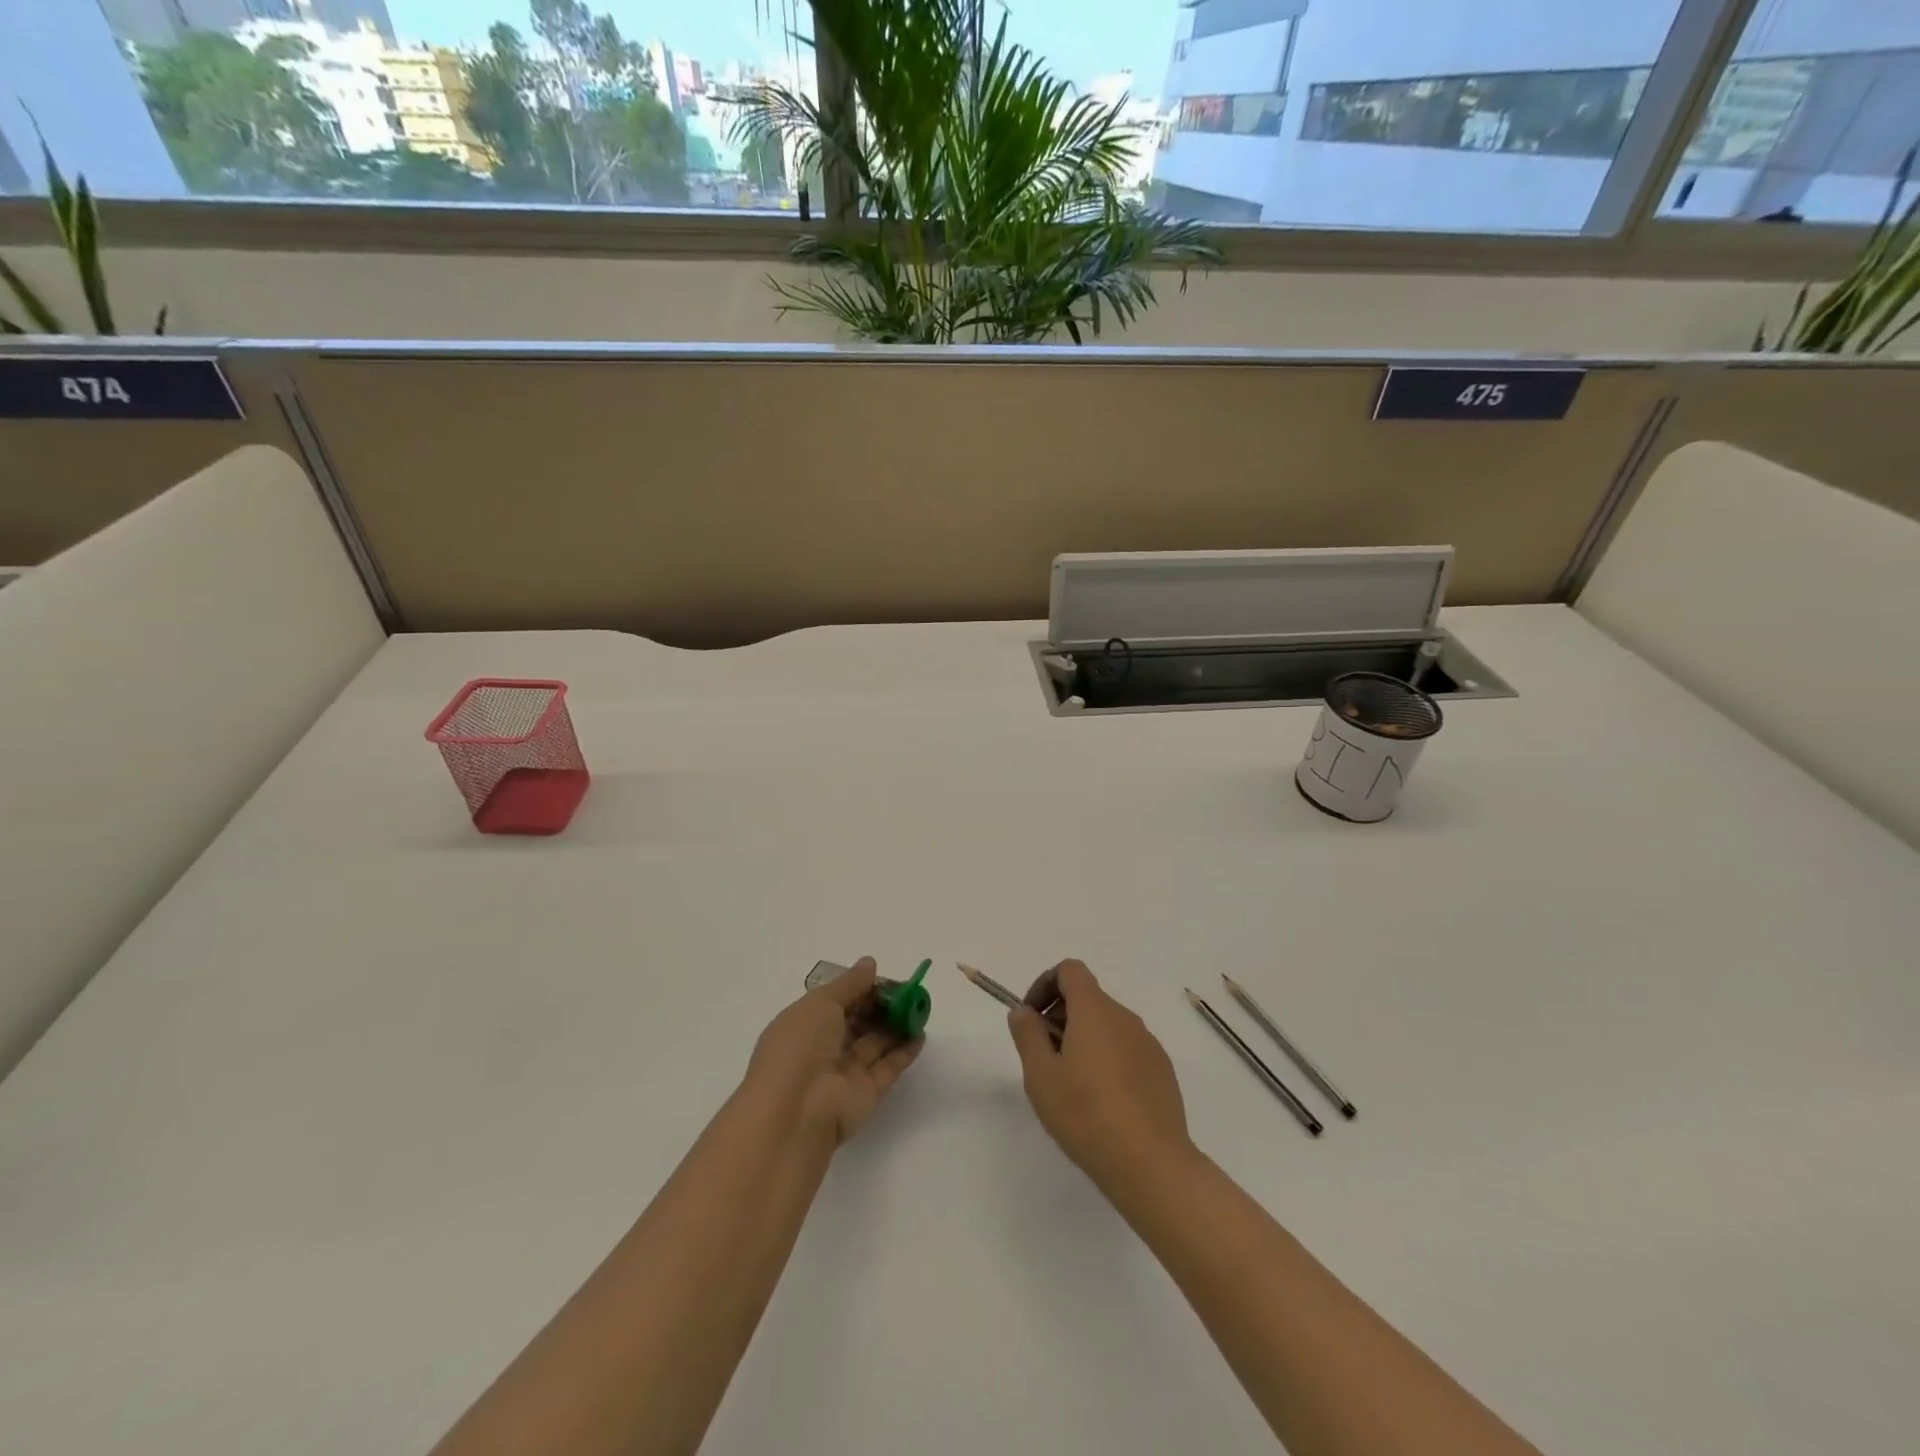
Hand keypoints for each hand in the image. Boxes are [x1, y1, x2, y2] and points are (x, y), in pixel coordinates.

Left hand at [746, 957, 923, 1147]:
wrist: (796, 1111)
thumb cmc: (800, 1046)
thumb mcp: (821, 1003)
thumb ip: (849, 984)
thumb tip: (870, 963)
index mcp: (805, 1025)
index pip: (837, 1002)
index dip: (861, 989)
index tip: (886, 978)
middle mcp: (824, 1049)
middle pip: (858, 1022)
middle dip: (882, 1006)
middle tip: (910, 991)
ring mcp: (845, 1073)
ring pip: (875, 1043)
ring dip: (897, 1025)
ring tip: (921, 1007)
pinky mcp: (867, 1093)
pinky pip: (888, 1067)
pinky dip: (905, 1051)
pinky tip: (921, 1034)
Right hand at [1007, 959, 1192, 1189]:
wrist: (1151, 1163)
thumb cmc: (1086, 1114)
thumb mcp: (1040, 1076)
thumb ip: (1028, 1035)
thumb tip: (1024, 1011)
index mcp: (1094, 1011)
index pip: (1070, 971)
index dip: (1045, 985)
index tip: (1032, 1019)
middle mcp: (1125, 1018)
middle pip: (1088, 998)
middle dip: (1061, 1017)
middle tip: (1045, 1060)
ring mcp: (1148, 1044)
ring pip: (1108, 1026)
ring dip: (1084, 1040)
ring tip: (1072, 1086)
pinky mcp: (1162, 1070)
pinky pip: (1127, 1049)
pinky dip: (1109, 1059)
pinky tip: (1103, 1102)